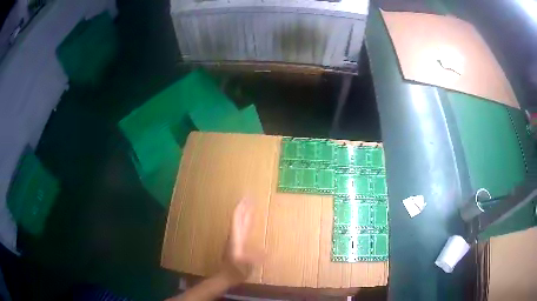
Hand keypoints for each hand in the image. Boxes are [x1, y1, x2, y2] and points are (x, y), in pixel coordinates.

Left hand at [219, 199, 260, 285]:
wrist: (225, 276)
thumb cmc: (235, 271)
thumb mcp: (245, 266)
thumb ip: (254, 259)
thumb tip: (267, 251)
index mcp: (236, 238)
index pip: (237, 220)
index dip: (242, 209)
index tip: (246, 198)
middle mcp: (234, 236)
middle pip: (238, 218)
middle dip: (244, 207)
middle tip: (250, 197)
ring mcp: (234, 239)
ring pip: (239, 222)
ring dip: (244, 213)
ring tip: (250, 205)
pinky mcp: (236, 243)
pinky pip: (241, 228)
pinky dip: (245, 221)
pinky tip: (249, 221)